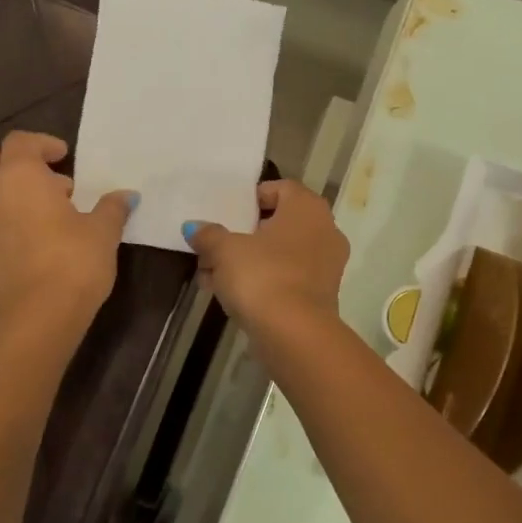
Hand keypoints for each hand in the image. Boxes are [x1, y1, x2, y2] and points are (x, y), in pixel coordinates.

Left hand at [0, 132, 135, 339]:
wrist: (35, 319)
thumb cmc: (72, 263)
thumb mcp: (103, 232)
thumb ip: (111, 208)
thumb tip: (126, 196)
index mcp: (20, 176)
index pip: (21, 142)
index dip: (43, 143)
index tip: (65, 155)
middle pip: (1, 165)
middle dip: (28, 169)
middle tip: (61, 186)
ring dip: (20, 196)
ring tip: (55, 215)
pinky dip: (13, 220)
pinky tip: (42, 241)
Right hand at [182, 180, 348, 336]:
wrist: (295, 334)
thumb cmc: (262, 276)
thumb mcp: (224, 250)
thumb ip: (209, 235)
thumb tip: (194, 228)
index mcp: (307, 208)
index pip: (282, 188)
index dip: (253, 198)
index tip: (228, 213)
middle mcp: (324, 231)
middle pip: (279, 224)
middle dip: (244, 235)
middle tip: (214, 246)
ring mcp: (326, 266)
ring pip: (280, 254)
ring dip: (248, 261)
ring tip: (212, 275)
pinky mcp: (320, 296)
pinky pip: (286, 278)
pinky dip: (263, 281)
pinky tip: (230, 295)